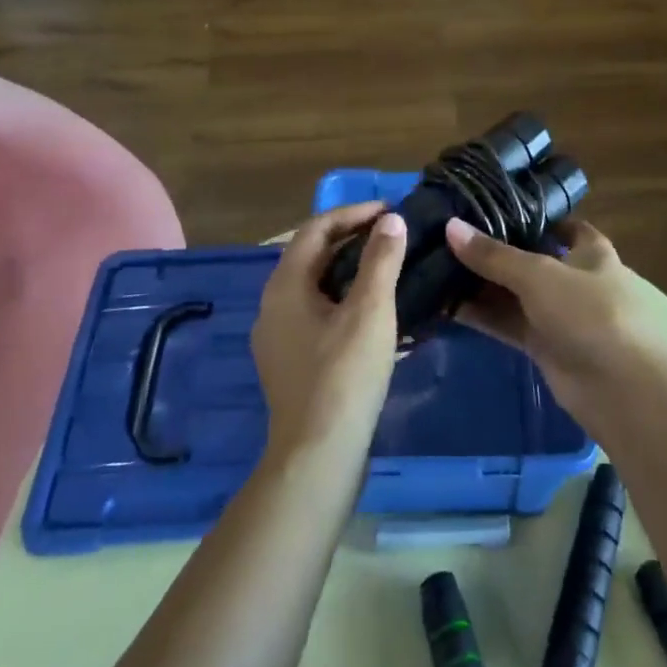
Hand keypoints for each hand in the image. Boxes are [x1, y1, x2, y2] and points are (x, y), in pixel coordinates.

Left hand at [253, 205, 407, 464]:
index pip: (316, 229)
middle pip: (312, 255)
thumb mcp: (371, 311)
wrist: (318, 456)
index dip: (353, 213)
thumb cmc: (345, 375)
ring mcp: (278, 337)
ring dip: (350, 270)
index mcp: (285, 286)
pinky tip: (374, 312)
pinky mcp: (291, 362)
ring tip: (389, 266)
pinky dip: (345, 299)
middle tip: (393, 235)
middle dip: (352, 239)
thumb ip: (381, 260)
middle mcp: (273, 305)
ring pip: (315, 286)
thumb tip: (392, 221)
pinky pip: (317, 313)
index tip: (391, 210)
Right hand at [445, 217, 666, 435]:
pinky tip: (446, 305)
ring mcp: (560, 315)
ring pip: (515, 294)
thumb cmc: (592, 313)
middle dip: (495, 252)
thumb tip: (450, 226)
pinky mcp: (545, 347)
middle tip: (448, 238)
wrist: (623, 390)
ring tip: (436, 268)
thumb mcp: (540, 275)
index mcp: (590, 252)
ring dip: (482, 286)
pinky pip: (508, 324)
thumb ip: (494, 255)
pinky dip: (482, 315)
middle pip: (530, 260)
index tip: (491, 208)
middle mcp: (575, 279)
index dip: (531, 216)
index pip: (561, 225)